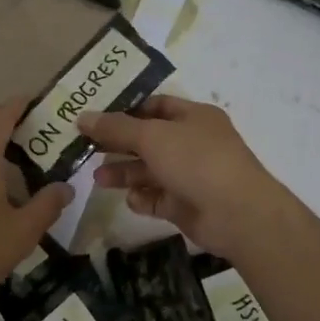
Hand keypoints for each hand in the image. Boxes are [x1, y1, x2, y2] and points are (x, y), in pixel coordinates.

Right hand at [78, 95, 296, 261]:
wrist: (237, 214)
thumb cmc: (197, 161)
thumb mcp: (152, 137)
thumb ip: (116, 128)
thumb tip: (83, 117)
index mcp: (194, 117)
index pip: (156, 106)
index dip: (126, 110)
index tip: (95, 117)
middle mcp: (193, 143)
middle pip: (148, 140)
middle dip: (119, 144)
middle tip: (85, 149)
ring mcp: (190, 175)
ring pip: (150, 171)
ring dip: (124, 173)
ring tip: (98, 179)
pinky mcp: (186, 205)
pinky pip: (157, 198)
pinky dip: (143, 198)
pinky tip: (131, 199)